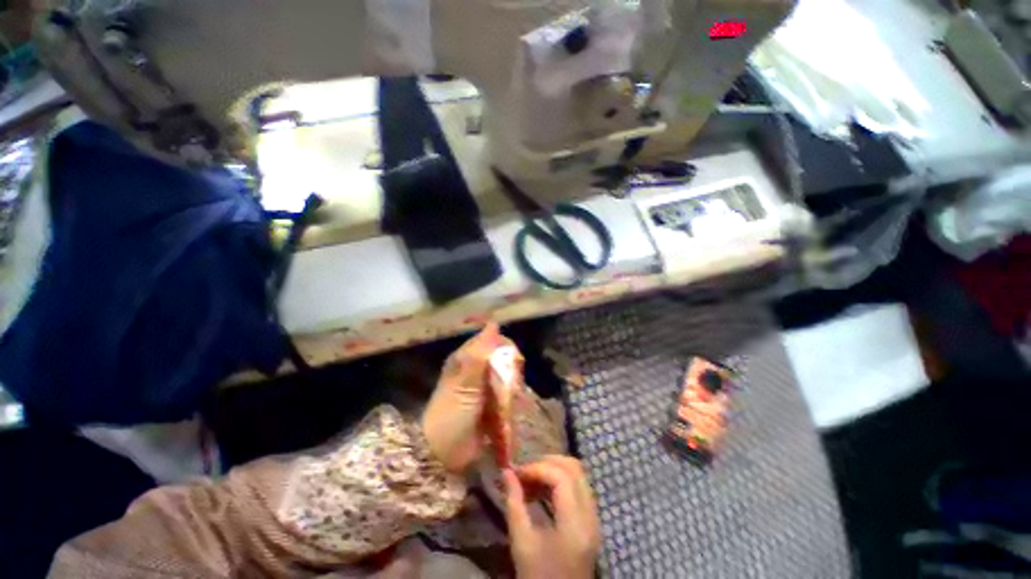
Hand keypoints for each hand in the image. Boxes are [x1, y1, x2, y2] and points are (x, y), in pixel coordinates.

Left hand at [422, 323, 509, 473]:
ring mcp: (484, 388)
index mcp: (467, 359)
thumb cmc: (452, 411)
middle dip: (511, 370)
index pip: (492, 341)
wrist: (443, 452)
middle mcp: (476, 369)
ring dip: (512, 387)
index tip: (514, 360)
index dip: (505, 347)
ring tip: (511, 400)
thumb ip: (480, 353)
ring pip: (507, 377)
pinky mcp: (491, 404)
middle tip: (511, 385)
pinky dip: (511, 400)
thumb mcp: (466, 380)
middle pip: (503, 359)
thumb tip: (493, 324)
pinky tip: (512, 408)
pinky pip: (507, 394)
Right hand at [504, 456, 600, 578]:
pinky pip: (578, 486)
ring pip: (578, 474)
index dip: (537, 468)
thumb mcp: (521, 543)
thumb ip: (514, 503)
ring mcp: (594, 517)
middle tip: (525, 471)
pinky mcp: (591, 519)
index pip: (561, 477)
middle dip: (547, 462)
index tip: (517, 473)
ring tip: (530, 478)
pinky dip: (560, 480)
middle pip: (574, 468)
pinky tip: (541, 489)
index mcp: (575, 524)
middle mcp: (590, 515)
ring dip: (553, 469)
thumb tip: (506, 471)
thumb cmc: (538, 577)